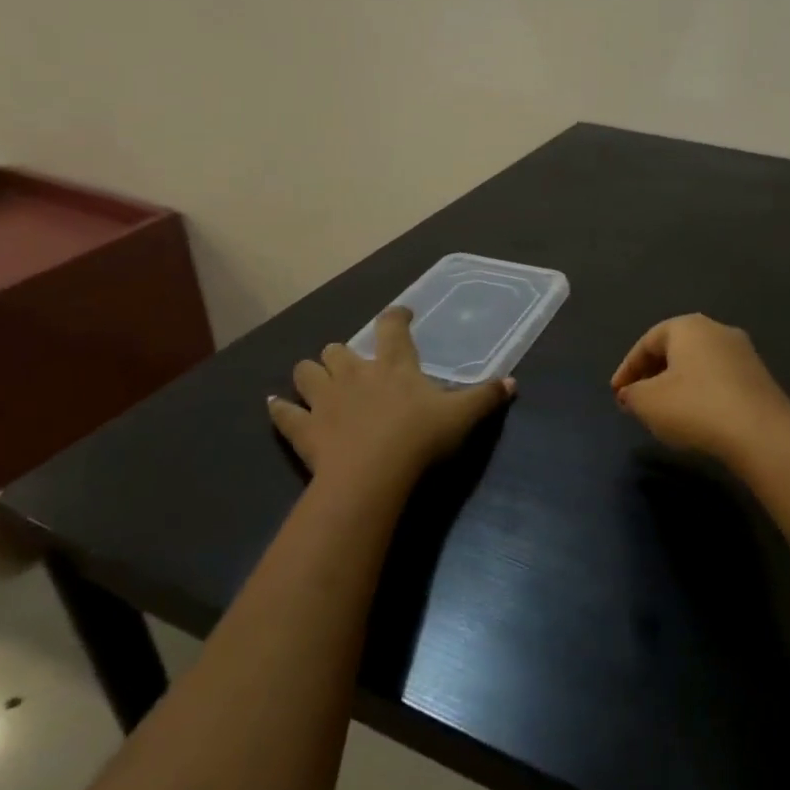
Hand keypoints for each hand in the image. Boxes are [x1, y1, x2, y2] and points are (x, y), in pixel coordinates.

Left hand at [270, 308, 513, 491]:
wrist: (373, 476)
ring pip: (306, 372)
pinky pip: (284, 414)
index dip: (396, 317)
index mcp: (394, 366)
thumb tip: (512, 382)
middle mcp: (355, 374)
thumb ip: (487, 397)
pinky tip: (276, 406)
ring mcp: (325, 400)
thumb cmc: (421, 438)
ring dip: (310, 373)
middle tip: (353, 363)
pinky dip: (280, 409)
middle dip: (343, 352)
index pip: (392, 328)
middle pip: (339, 350)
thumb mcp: (463, 416)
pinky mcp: (304, 429)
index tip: (401, 314)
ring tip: (316, 379)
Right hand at [610, 314, 789, 464]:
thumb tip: (631, 393)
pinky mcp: (759, 377)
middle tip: (637, 398)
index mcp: (688, 326)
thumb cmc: (695, 407)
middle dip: (653, 373)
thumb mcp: (648, 402)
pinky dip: (701, 393)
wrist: (761, 432)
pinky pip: (719, 380)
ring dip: (678, 384)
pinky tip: (696, 417)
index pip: (648, 341)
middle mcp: (717, 330)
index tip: (617, 394)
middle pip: (675, 349)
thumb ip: (632, 394)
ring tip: (664, 410)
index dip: (627, 368)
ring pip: (699, 364)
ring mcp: (743, 353)